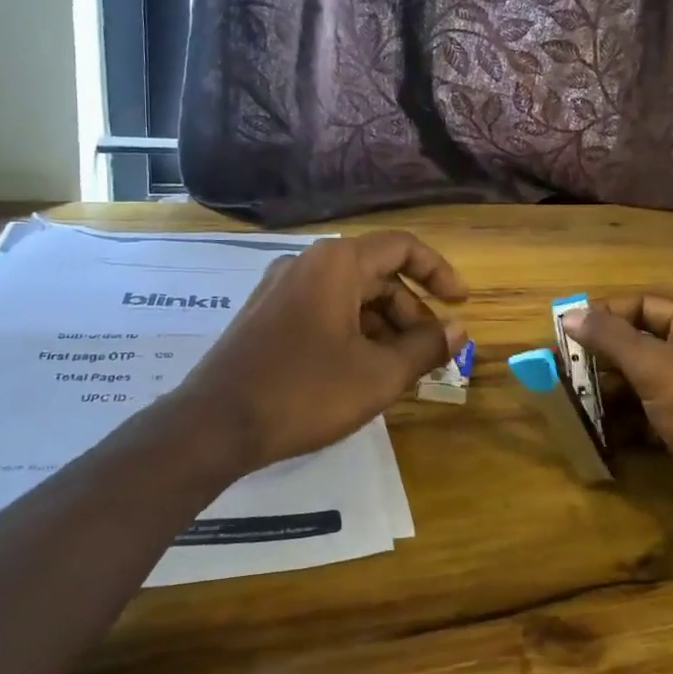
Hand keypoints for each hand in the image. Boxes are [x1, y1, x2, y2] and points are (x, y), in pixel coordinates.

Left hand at [175, 232, 467, 473]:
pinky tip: (360, 371)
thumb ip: (425, 347)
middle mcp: (307, 263)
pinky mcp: (265, 314)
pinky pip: (323, 310)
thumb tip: (458, 329)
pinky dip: (352, 332)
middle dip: (410, 312)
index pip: (403, 247)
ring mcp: (281, 288)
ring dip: (383, 326)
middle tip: (430, 354)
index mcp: (337, 263)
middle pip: (377, 274)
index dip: (439, 272)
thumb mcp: (378, 375)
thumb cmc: (304, 392)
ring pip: (350, 295)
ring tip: (398, 370)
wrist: (212, 426)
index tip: (460, 304)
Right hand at [567, 297, 672, 508]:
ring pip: (640, 381)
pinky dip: (623, 420)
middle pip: (638, 343)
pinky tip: (597, 430)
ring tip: (572, 401)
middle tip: (562, 370)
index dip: (604, 314)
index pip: (642, 305)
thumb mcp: (658, 370)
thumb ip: (612, 339)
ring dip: (608, 390)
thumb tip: (570, 315)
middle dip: (601, 357)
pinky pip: (647, 414)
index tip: (565, 331)